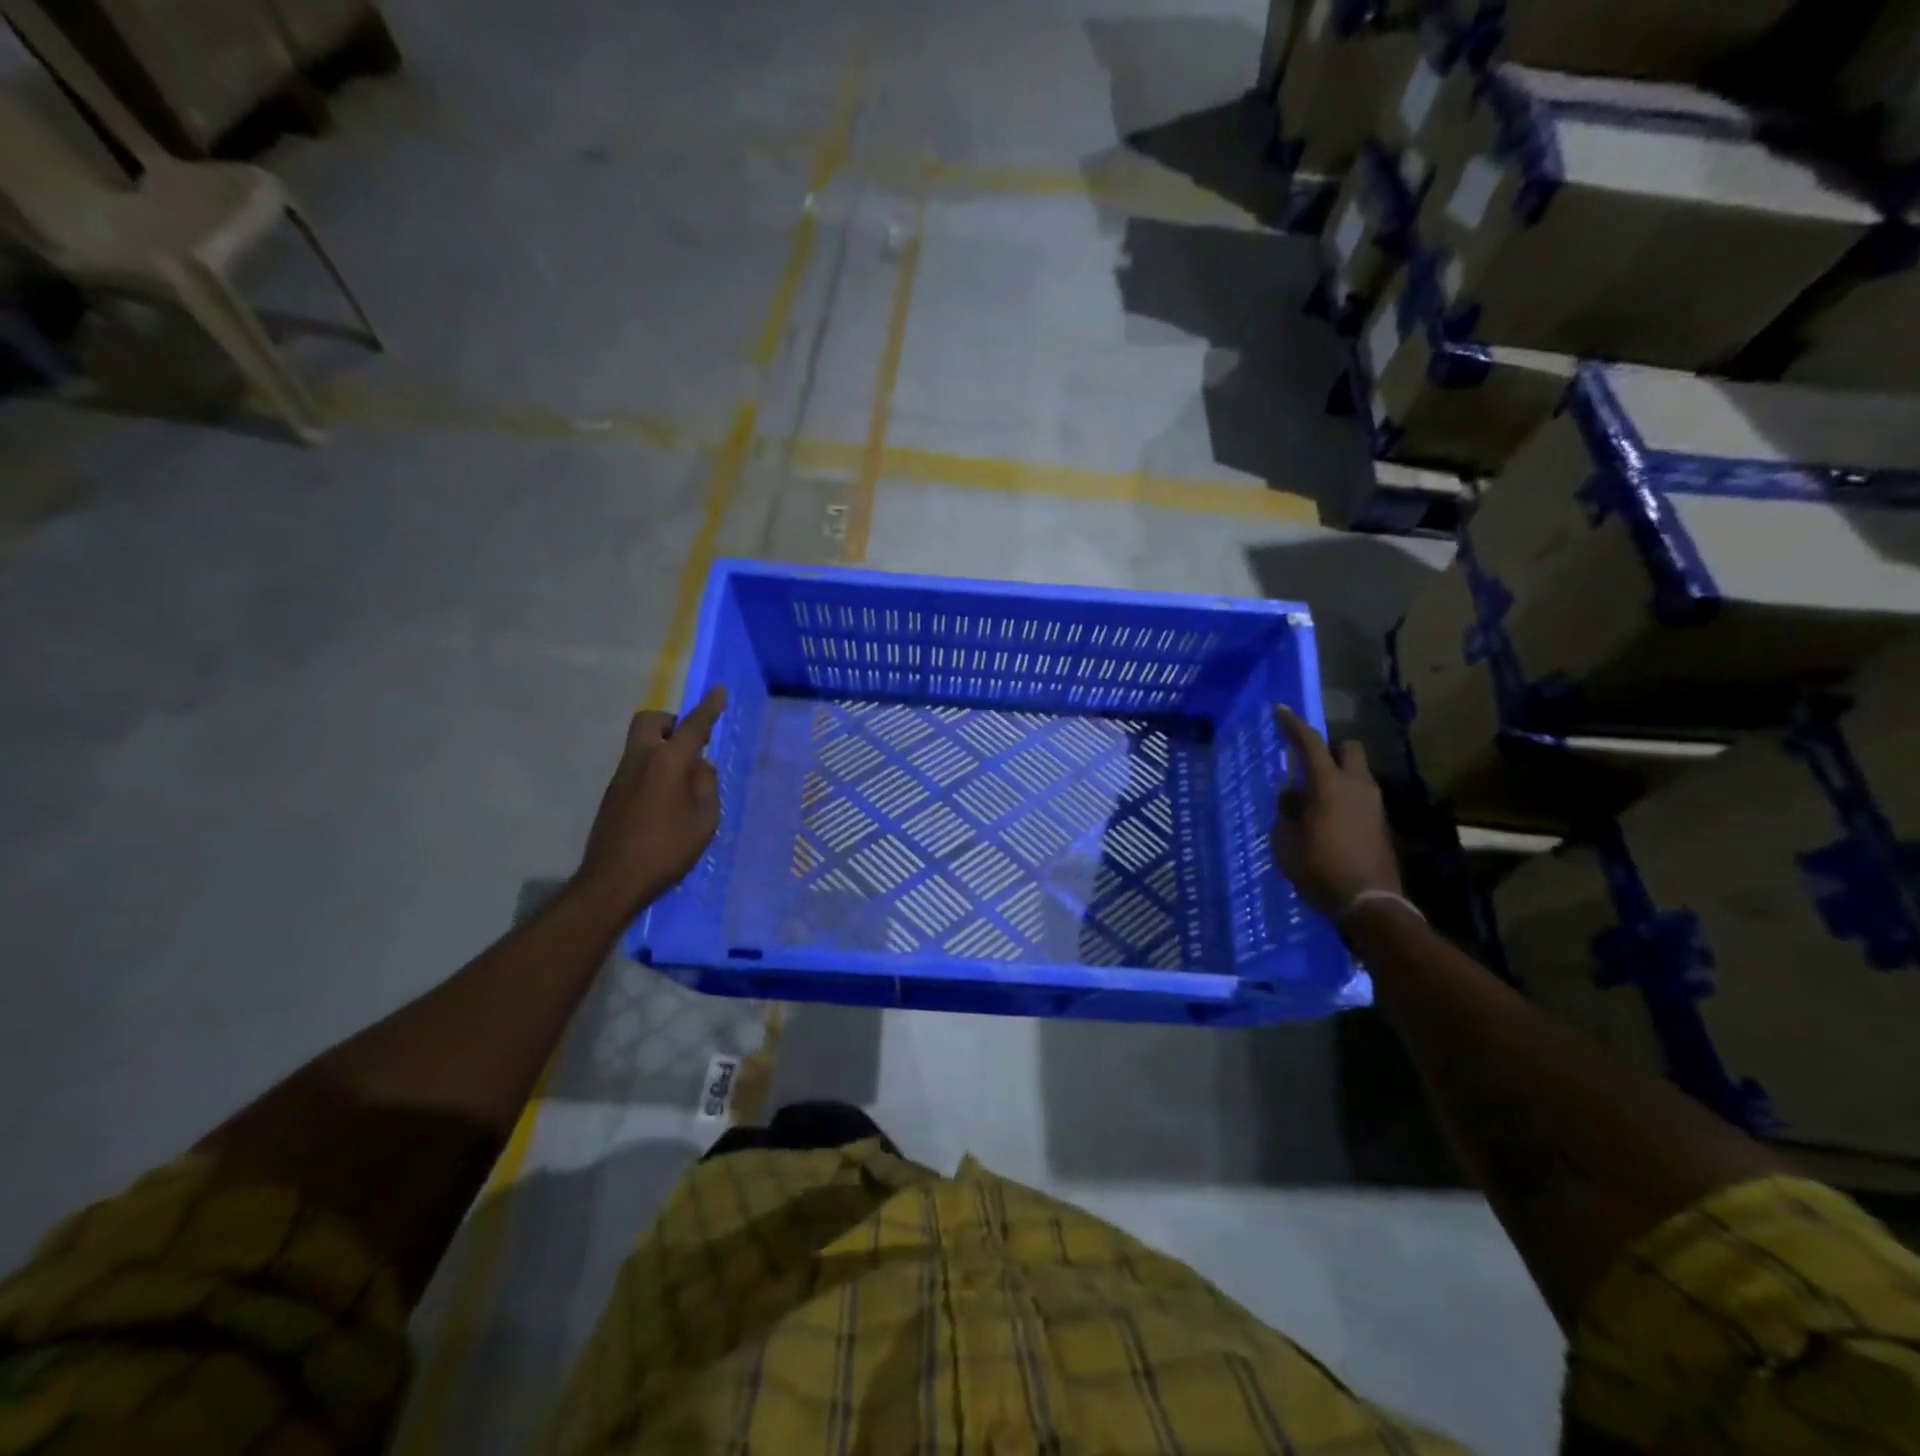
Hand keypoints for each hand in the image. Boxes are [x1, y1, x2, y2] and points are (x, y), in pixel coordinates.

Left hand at [573, 687, 726, 918]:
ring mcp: (622, 775)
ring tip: (684, 779)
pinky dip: (654, 767)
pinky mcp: (612, 793)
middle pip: (651, 721)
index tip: (719, 691)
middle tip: (691, 743)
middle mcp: (641, 759)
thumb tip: (699, 765)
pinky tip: (666, 798)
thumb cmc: (667, 848)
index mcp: (668, 761)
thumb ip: (706, 784)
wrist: (613, 880)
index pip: (693, 726)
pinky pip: (637, 764)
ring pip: (642, 743)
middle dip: (672, 722)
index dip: (708, 708)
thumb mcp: (704, 818)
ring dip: (662, 746)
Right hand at [1271, 705, 1401, 919]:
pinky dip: (1343, 801)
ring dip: (1336, 778)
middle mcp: (1357, 787)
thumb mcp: (1287, 843)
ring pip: (1356, 775)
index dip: (1294, 726)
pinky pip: (1360, 799)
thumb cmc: (1320, 870)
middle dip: (1330, 750)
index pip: (1310, 745)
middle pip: (1348, 749)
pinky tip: (1327, 824)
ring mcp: (1374, 806)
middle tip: (1308, 766)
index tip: (1281, 711)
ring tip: (1312, 803)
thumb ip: (1287, 812)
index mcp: (1330, 786)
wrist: (1370, 904)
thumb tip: (1292, 795)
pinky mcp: (1381, 824)